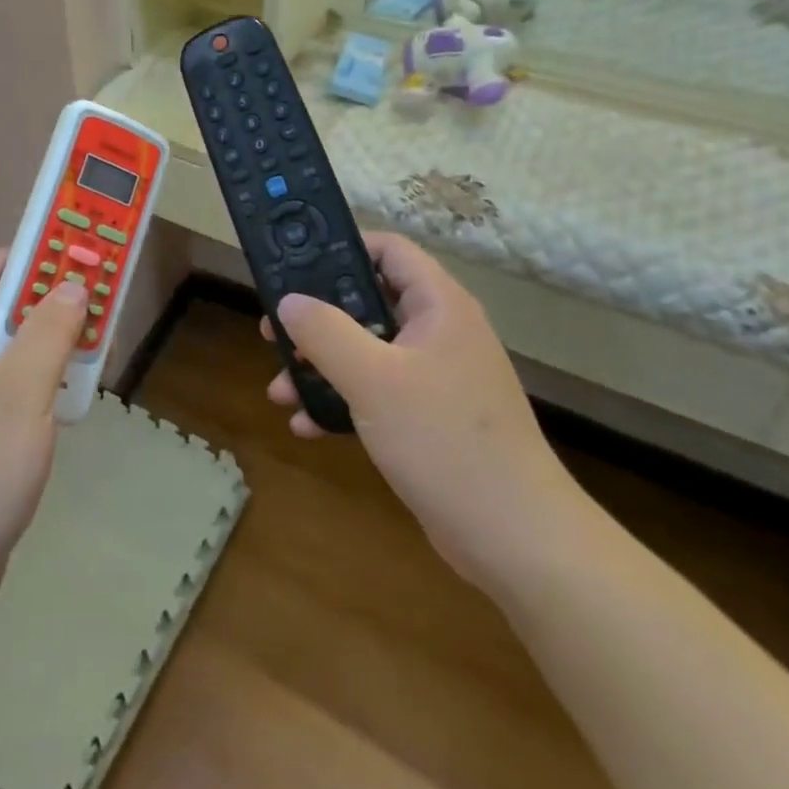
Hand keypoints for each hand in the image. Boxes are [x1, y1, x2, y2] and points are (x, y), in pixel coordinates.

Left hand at [0, 254, 85, 738]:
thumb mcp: (22, 391)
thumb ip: (49, 330)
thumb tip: (71, 284)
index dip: (10, 262)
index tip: (58, 268)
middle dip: (37, 306)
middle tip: (85, 308)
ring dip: (40, 349)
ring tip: (85, 354)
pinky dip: (29, 386)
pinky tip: (61, 405)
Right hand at [265, 234, 588, 590]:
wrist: (515, 539)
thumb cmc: (445, 440)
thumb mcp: (373, 379)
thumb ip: (324, 332)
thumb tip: (289, 300)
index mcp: (438, 306)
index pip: (388, 250)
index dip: (341, 249)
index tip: (293, 268)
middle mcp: (439, 331)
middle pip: (368, 302)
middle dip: (316, 320)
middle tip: (273, 334)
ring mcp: (436, 376)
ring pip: (366, 351)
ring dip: (321, 366)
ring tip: (280, 390)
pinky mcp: (430, 417)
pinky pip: (376, 392)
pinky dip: (342, 401)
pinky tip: (307, 425)